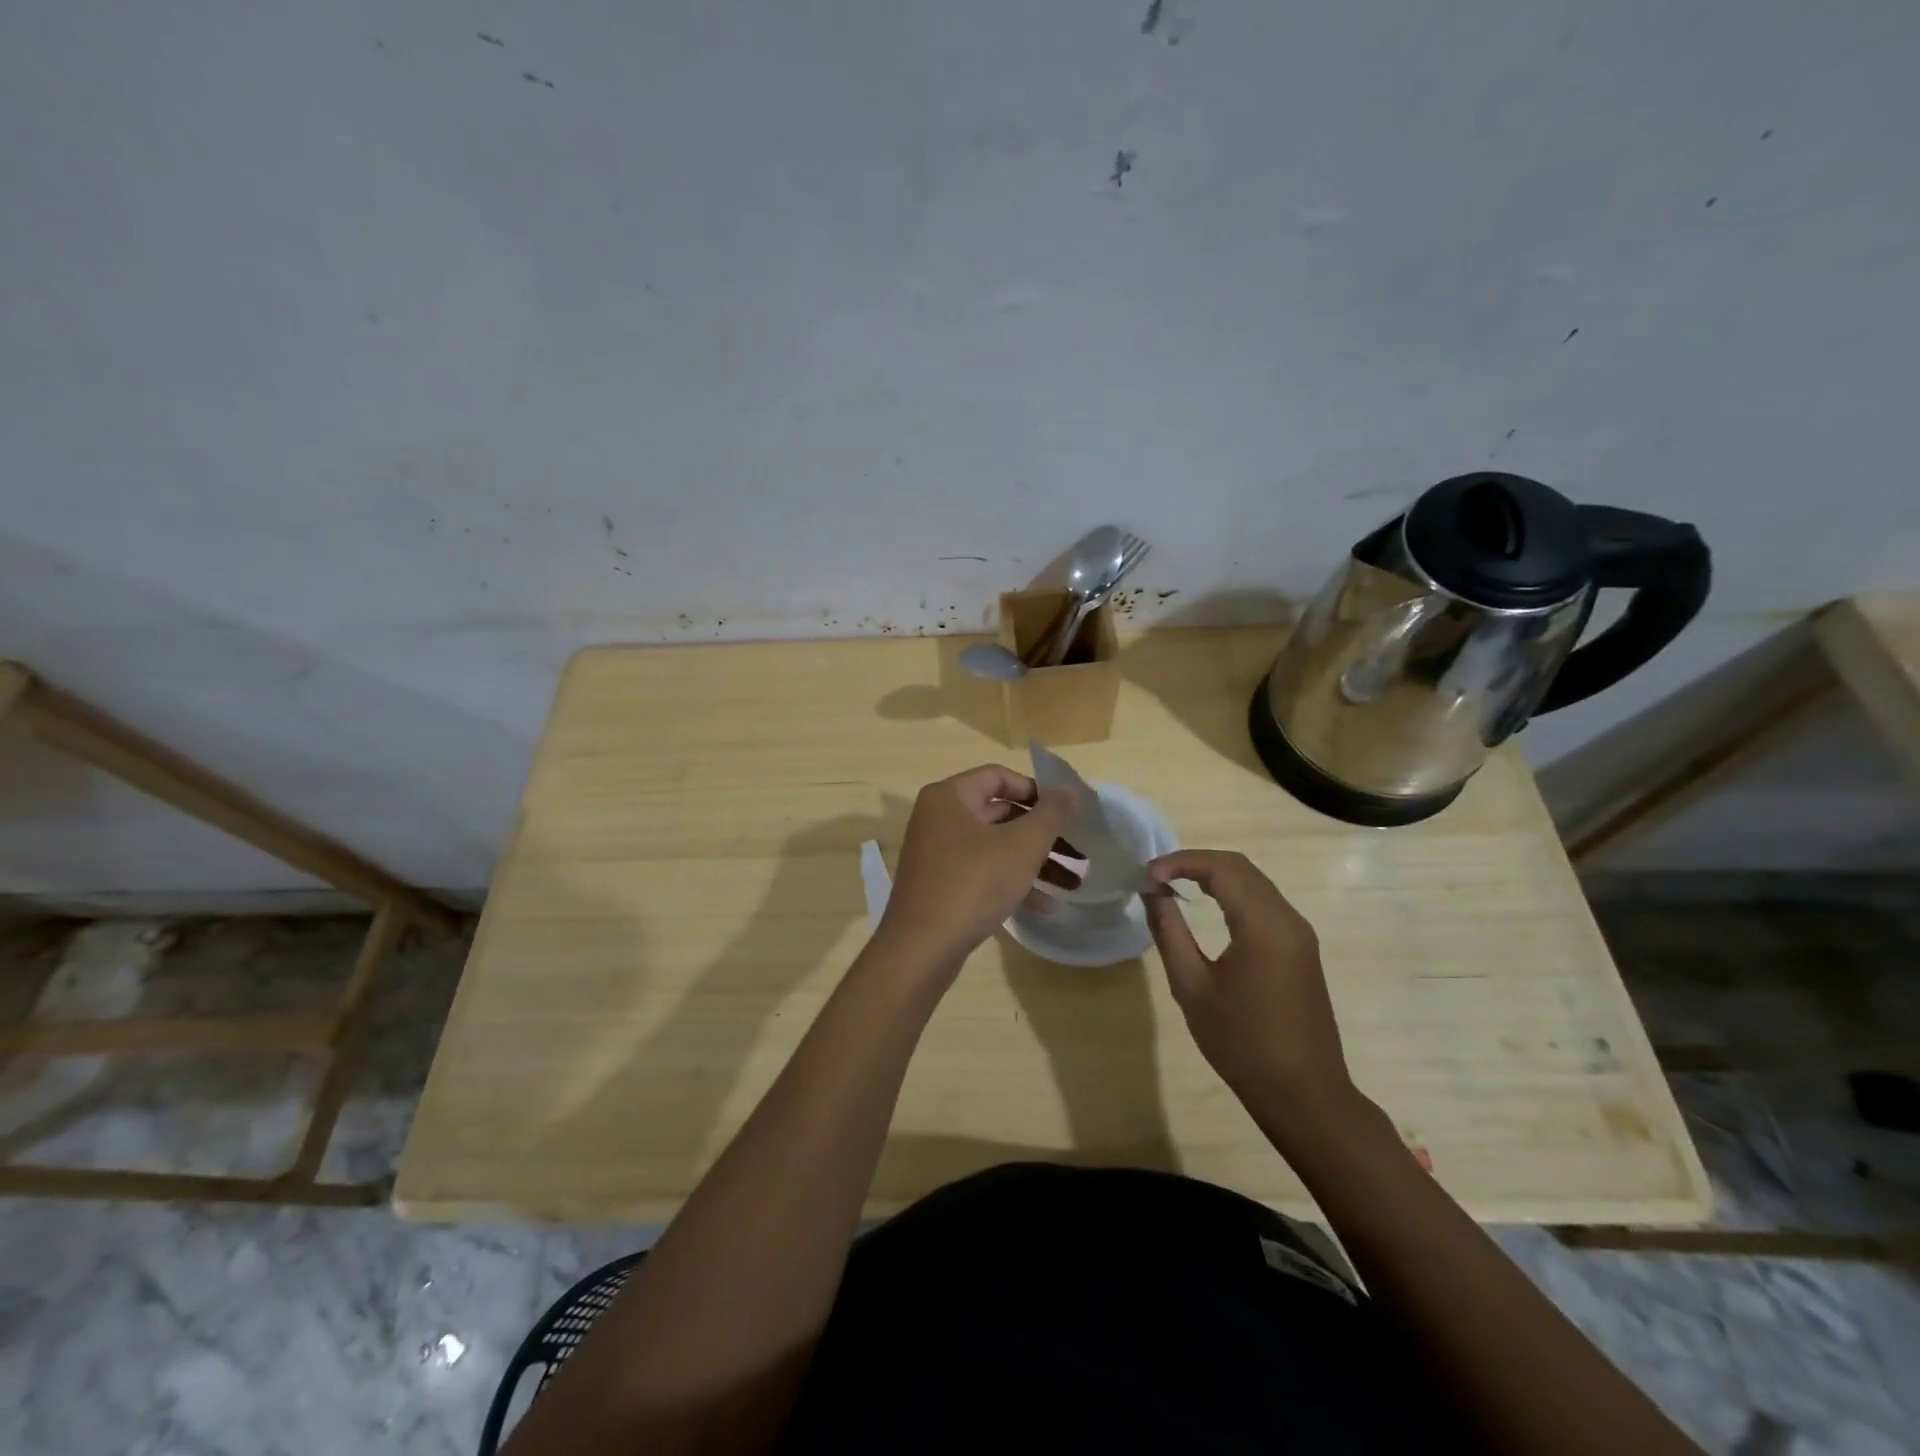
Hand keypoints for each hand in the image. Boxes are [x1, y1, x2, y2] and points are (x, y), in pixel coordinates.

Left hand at [876, 765, 1076, 975]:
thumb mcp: (1022, 846)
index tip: (1066, 813)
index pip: (999, 776)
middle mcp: (939, 819)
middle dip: (1043, 835)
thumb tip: (1069, 790)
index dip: (1036, 791)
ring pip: (996, 847)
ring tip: (1072, 883)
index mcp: (949, 797)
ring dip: (1035, 862)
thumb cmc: (973, 884)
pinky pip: (983, 873)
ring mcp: (938, 854)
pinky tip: (1045, 905)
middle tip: (1078, 851)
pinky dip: (1013, 882)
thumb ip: (1051, 814)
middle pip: (1000, 814)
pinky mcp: (941, 886)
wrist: (922, 949)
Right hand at [1144, 850, 1356, 1129]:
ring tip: (1174, 885)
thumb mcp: (1191, 987)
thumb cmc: (1241, 1043)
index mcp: (1263, 925)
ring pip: (1255, 882)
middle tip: (1156, 876)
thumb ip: (1169, 931)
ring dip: (1215, 875)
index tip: (1146, 875)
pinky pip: (1265, 902)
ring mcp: (1300, 934)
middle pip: (1240, 867)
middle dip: (1195, 863)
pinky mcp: (1301, 949)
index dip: (1180, 862)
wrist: (1304, 1094)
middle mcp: (1288, 919)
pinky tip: (1208, 906)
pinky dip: (1233, 893)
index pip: (1221, 868)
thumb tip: (1152, 892)